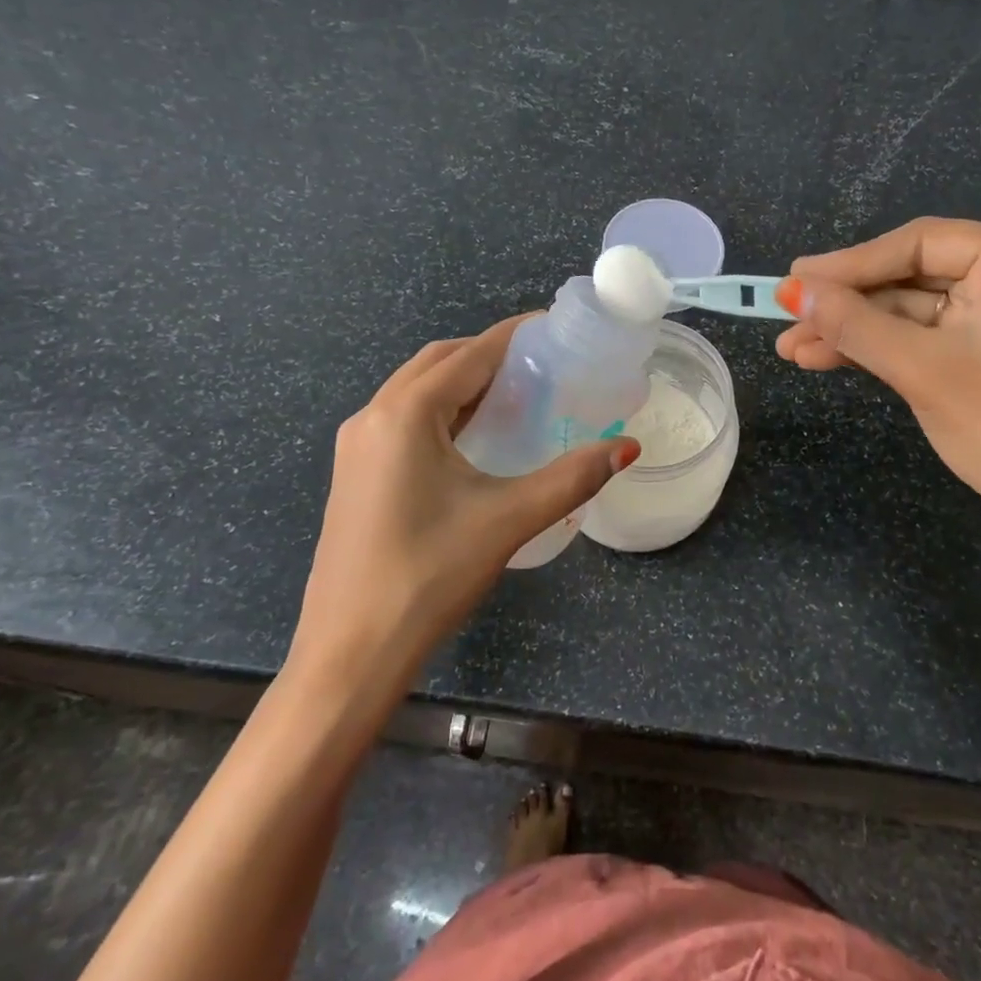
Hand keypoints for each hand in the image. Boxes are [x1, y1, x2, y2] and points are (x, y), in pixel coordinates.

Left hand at [288, 316, 637, 689]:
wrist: (351, 653)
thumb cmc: (429, 576)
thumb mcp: (509, 519)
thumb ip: (573, 477)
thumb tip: (628, 447)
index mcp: (405, 414)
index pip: (470, 354)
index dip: (515, 335)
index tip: (555, 327)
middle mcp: (373, 416)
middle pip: (439, 363)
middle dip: (489, 355)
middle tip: (542, 364)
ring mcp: (357, 446)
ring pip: (417, 391)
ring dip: (464, 382)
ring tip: (517, 394)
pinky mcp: (356, 474)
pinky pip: (404, 420)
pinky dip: (443, 412)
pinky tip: (475, 438)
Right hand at [776, 218, 980, 558]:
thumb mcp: (924, 371)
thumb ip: (855, 325)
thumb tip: (793, 290)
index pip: (923, 243)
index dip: (852, 262)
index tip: (794, 278)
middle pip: (913, 276)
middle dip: (847, 304)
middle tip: (788, 314)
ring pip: (911, 312)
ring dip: (854, 331)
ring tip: (792, 348)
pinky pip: (924, 339)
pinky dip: (878, 350)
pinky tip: (826, 358)